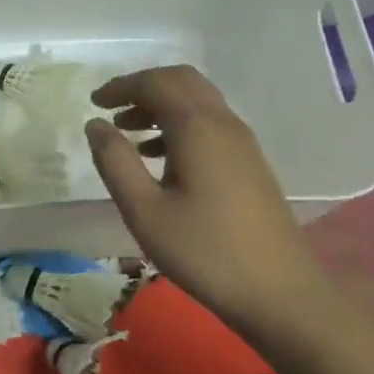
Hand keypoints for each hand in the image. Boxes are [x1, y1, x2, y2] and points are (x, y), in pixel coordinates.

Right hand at [86, 66, 326, 326]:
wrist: (280, 293)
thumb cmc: (204, 251)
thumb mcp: (144, 210)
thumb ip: (115, 162)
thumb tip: (95, 124)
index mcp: (197, 128)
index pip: (155, 83)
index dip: (121, 86)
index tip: (93, 102)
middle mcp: (223, 123)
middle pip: (181, 81)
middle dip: (143, 87)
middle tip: (112, 108)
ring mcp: (242, 142)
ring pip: (198, 101)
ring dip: (162, 104)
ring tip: (129, 133)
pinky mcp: (250, 162)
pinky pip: (210, 122)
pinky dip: (180, 123)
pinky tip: (160, 158)